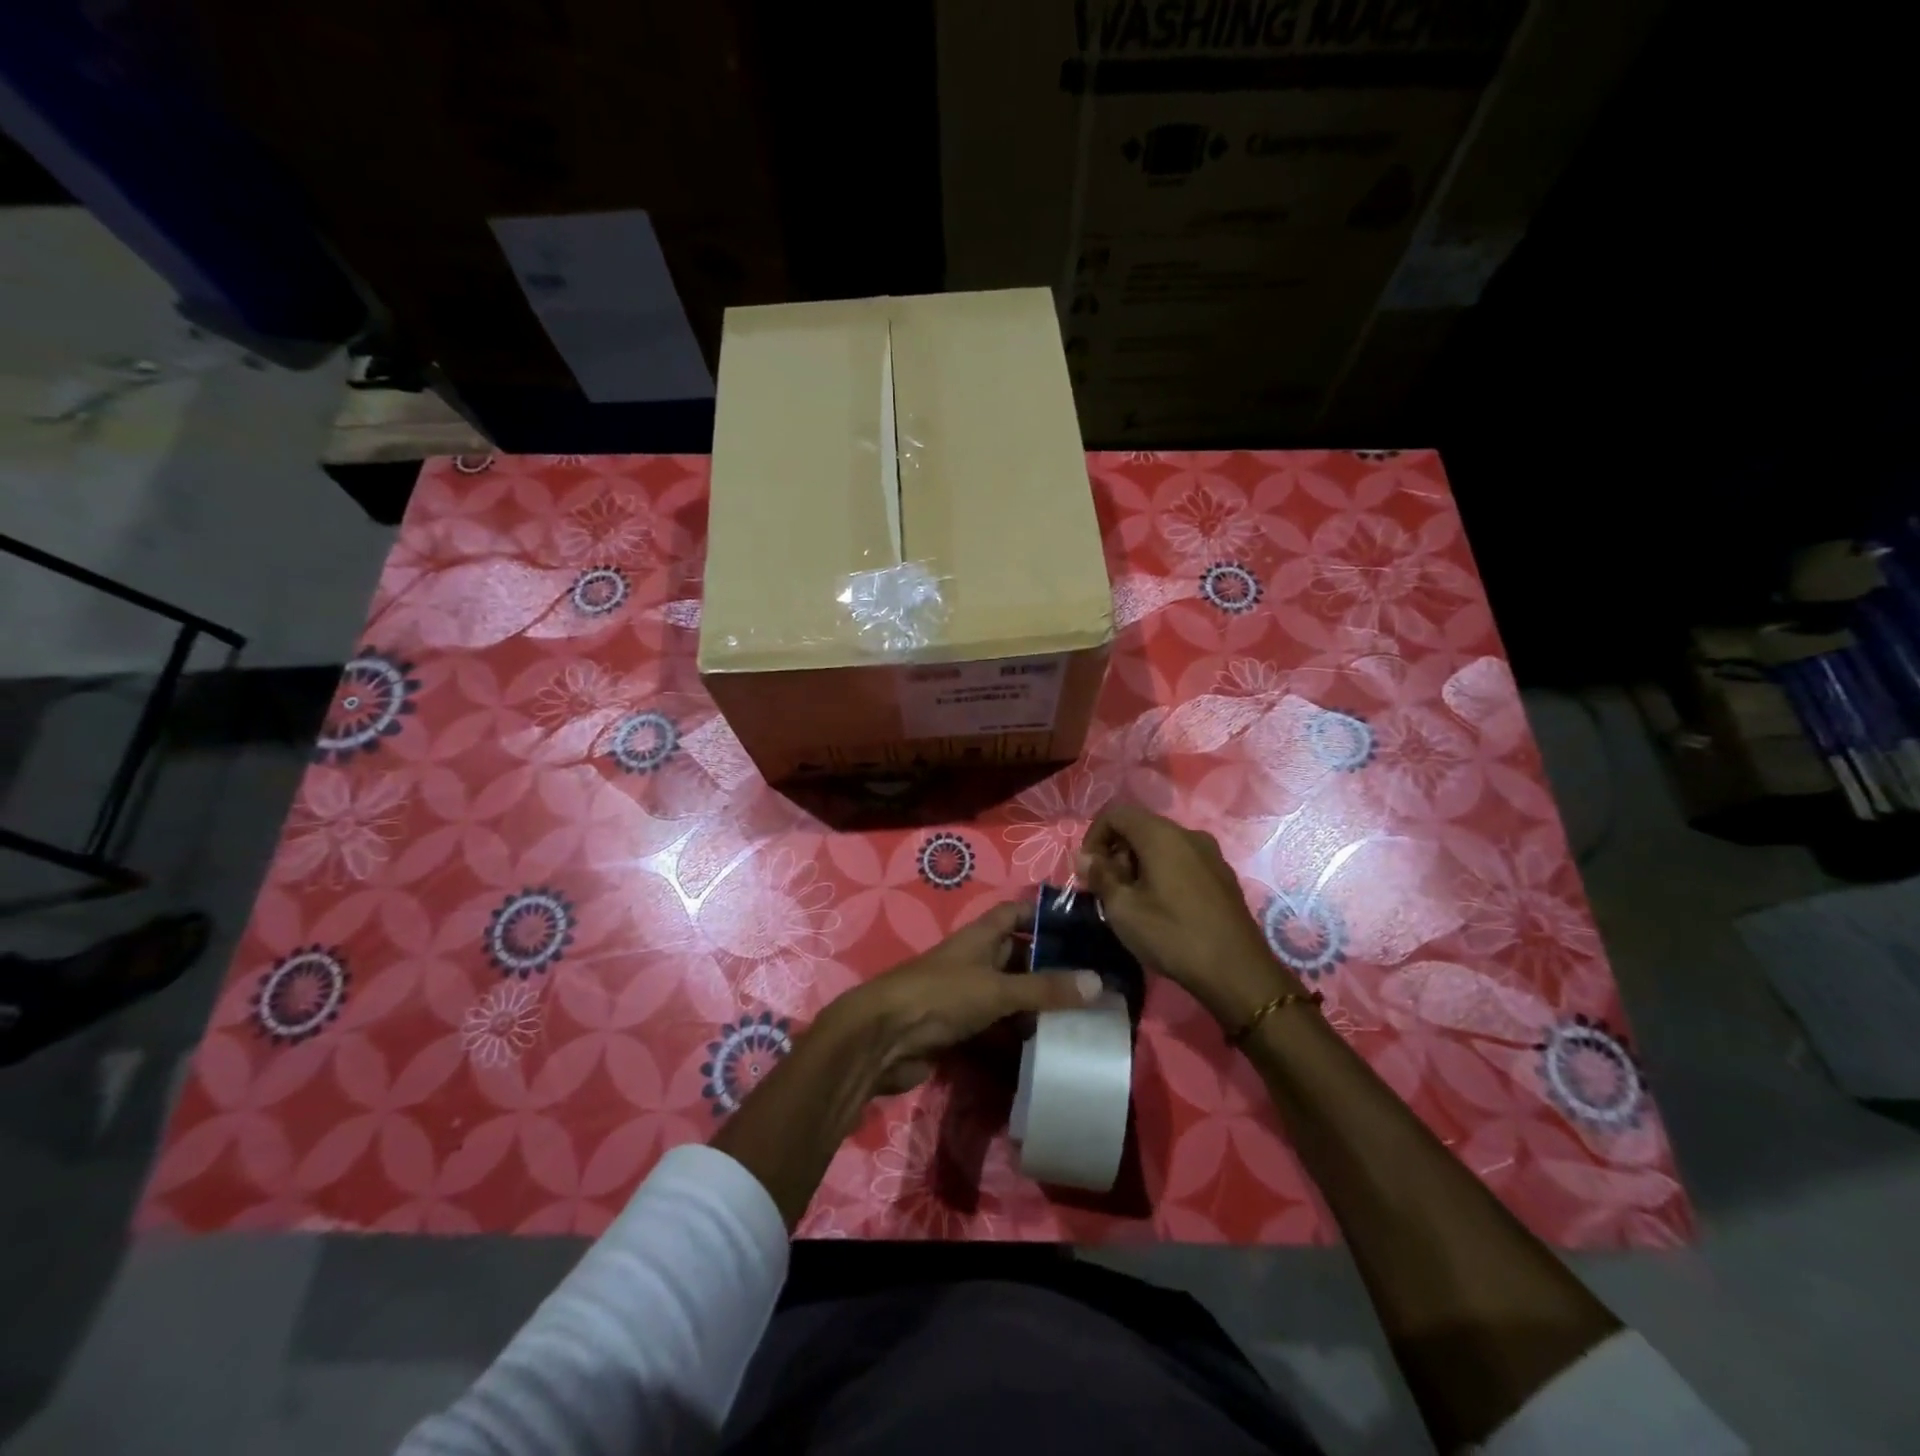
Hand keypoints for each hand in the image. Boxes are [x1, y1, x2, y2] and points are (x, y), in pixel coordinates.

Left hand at [825, 901, 1103, 1094]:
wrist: (882, 1039)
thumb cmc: (940, 996)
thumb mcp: (996, 988)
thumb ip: (1044, 988)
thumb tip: (1099, 982)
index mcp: (979, 937)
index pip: (1015, 913)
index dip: (1043, 913)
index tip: (1082, 924)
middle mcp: (973, 960)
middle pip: (1016, 955)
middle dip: (1050, 965)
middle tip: (1095, 978)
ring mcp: (964, 995)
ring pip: (1009, 993)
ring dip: (1036, 1003)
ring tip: (1082, 1014)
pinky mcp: (958, 1027)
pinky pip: (997, 1025)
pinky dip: (1018, 1033)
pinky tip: (1047, 1045)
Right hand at [1076, 803, 1300, 1027]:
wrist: (1237, 972)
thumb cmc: (1172, 935)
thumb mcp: (1123, 909)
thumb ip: (1100, 876)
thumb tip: (1084, 858)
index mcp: (1162, 835)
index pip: (1116, 813)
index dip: (1094, 836)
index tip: (1088, 870)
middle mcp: (1188, 834)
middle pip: (1140, 827)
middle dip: (1116, 852)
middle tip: (1108, 889)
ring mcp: (1211, 854)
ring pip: (1162, 845)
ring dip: (1138, 864)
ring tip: (1132, 902)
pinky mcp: (1223, 876)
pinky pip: (1183, 861)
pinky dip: (1162, 873)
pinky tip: (1162, 908)